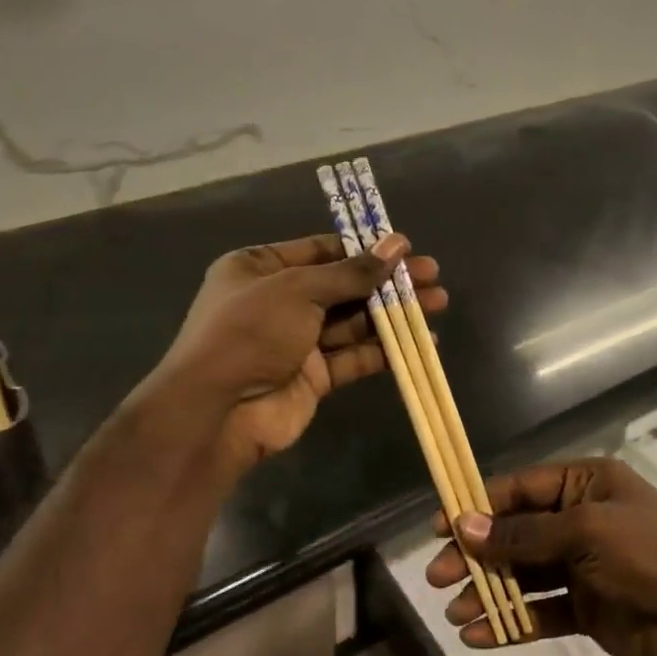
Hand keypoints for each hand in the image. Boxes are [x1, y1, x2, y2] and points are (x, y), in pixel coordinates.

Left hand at [144, 233, 445, 474]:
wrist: (218, 412)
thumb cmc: (250, 331)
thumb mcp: (299, 289)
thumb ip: (352, 272)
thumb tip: (397, 244)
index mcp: (260, 268)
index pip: (321, 250)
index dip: (364, 248)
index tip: (405, 247)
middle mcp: (279, 300)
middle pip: (343, 285)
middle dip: (387, 281)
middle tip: (432, 275)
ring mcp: (297, 340)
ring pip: (354, 321)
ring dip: (393, 313)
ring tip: (438, 303)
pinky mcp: (314, 376)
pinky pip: (354, 356)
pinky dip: (385, 349)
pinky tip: (421, 342)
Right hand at [425, 458, 656, 655]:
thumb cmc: (650, 556)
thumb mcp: (586, 532)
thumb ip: (524, 534)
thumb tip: (465, 526)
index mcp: (585, 485)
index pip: (520, 488)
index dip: (478, 505)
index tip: (439, 527)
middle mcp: (580, 519)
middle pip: (515, 533)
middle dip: (476, 554)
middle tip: (436, 577)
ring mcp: (583, 566)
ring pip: (523, 574)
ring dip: (488, 591)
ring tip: (452, 612)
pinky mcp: (586, 608)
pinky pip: (540, 611)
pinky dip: (511, 622)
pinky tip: (479, 637)